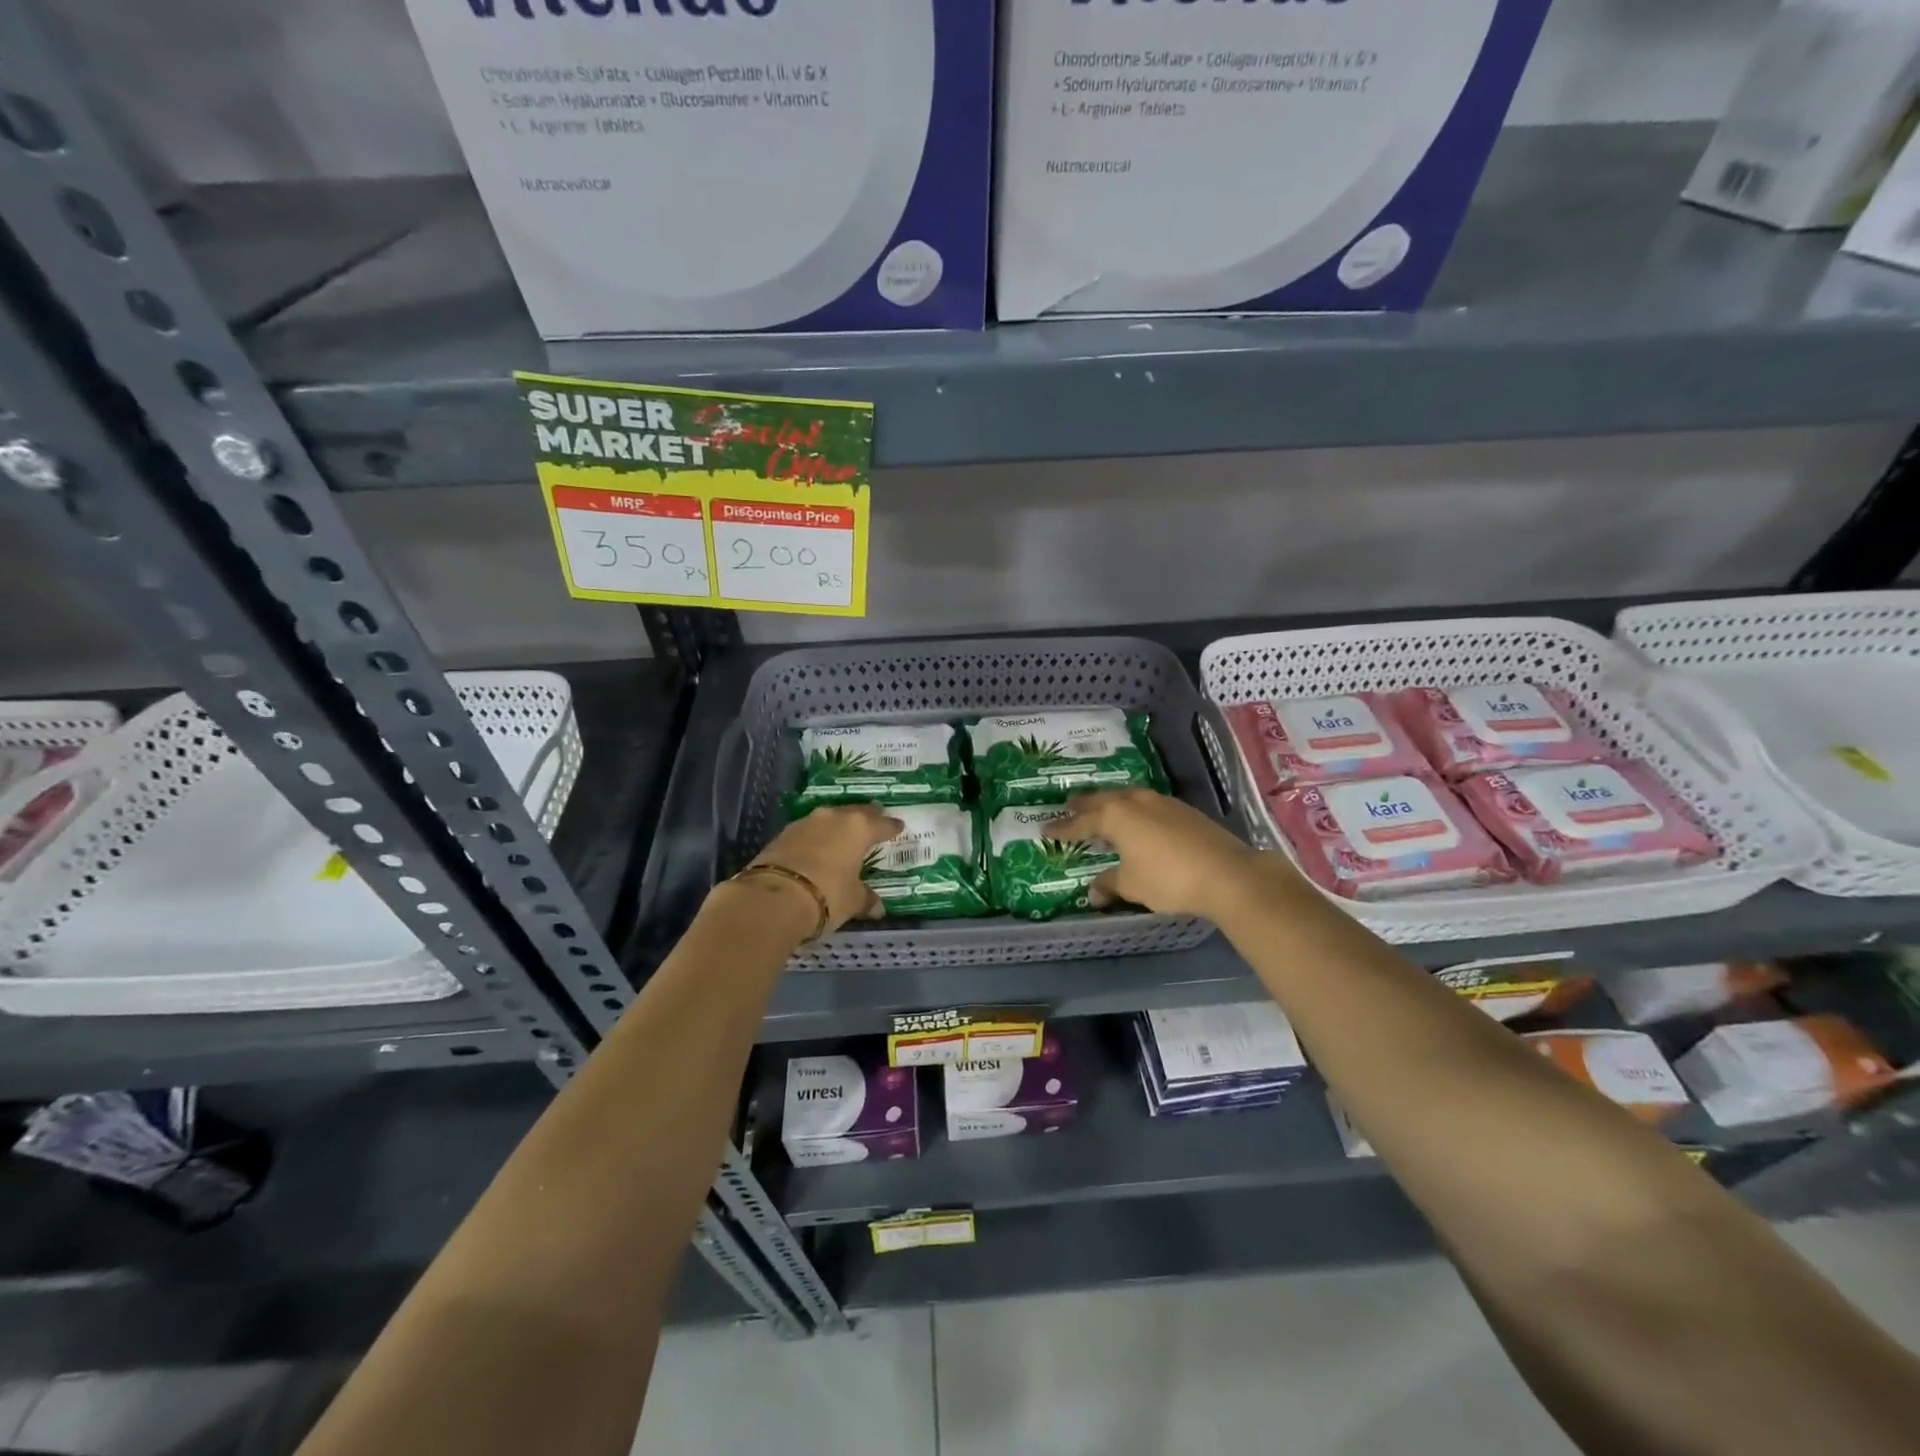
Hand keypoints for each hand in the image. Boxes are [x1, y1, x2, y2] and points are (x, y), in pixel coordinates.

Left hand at [746, 803, 903, 933]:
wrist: (773, 898)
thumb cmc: (827, 895)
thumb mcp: (852, 901)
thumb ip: (866, 899)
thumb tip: (877, 908)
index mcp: (858, 828)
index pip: (882, 824)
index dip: (892, 827)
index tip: (899, 826)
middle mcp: (834, 818)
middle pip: (856, 813)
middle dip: (866, 818)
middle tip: (875, 821)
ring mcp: (806, 823)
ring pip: (830, 819)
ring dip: (838, 826)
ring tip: (845, 835)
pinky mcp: (783, 834)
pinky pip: (808, 831)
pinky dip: (817, 838)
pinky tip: (818, 848)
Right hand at [1053, 788, 1276, 920]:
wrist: (1226, 873)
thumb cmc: (1168, 879)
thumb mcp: (1132, 885)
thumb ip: (1109, 884)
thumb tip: (1093, 892)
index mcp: (1115, 816)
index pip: (1080, 822)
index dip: (1062, 829)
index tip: (1046, 830)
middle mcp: (1134, 801)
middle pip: (1101, 800)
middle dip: (1083, 806)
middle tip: (1068, 808)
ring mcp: (1161, 802)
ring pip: (1126, 798)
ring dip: (1110, 804)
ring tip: (1102, 811)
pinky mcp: (1182, 810)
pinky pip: (1146, 805)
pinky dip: (1133, 811)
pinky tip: (1137, 821)